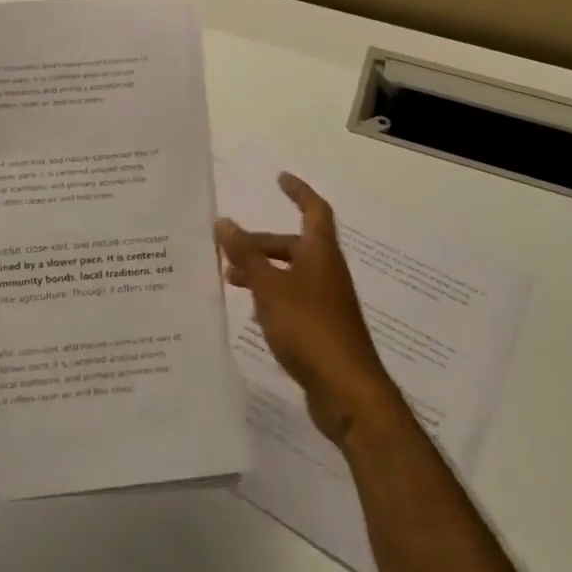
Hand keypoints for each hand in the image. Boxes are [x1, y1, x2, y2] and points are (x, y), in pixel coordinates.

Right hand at [216, 174, 405, 449]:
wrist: (347, 392)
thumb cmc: (310, 328)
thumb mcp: (271, 287)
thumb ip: (246, 254)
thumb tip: (224, 221)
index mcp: (320, 254)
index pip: (314, 210)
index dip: (298, 192)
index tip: (280, 179)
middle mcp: (326, 272)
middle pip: (293, 245)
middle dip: (260, 242)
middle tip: (226, 247)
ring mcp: (326, 302)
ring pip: (289, 274)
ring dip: (261, 270)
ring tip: (229, 279)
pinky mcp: (321, 328)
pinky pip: (291, 299)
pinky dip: (270, 296)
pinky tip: (252, 311)